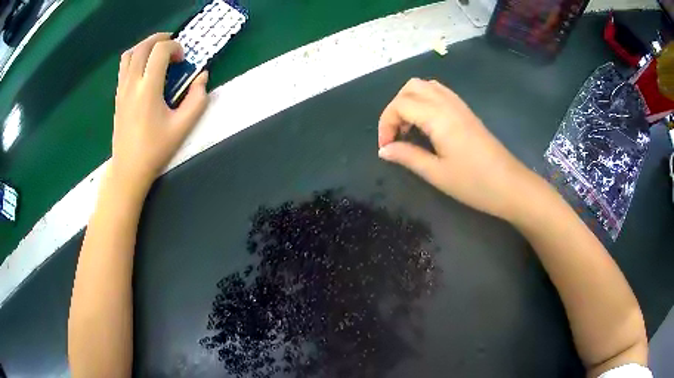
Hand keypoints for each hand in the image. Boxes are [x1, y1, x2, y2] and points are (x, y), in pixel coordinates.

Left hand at [111, 33, 208, 190]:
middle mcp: (132, 84)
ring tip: (157, 53)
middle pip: (142, 47)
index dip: (175, 47)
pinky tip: (145, 70)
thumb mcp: (182, 126)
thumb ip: (197, 99)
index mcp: (148, 89)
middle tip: (172, 45)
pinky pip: (123, 67)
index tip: (183, 59)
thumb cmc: (155, 149)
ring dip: (144, 46)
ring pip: (129, 55)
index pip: (159, 51)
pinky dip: (135, 59)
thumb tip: (202, 77)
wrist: (129, 169)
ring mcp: (122, 90)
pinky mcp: (118, 96)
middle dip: (159, 39)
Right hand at [378, 78, 532, 220]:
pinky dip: (425, 102)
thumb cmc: (474, 183)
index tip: (386, 147)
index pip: (401, 105)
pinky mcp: (467, 112)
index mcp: (439, 117)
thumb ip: (407, 157)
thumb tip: (384, 150)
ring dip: (410, 102)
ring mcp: (459, 105)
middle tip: (396, 134)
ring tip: (409, 129)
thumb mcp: (437, 174)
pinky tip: (427, 125)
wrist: (510, 185)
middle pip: (411, 87)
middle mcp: (448, 103)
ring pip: (426, 86)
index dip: (386, 124)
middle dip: (396, 107)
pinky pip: (440, 93)